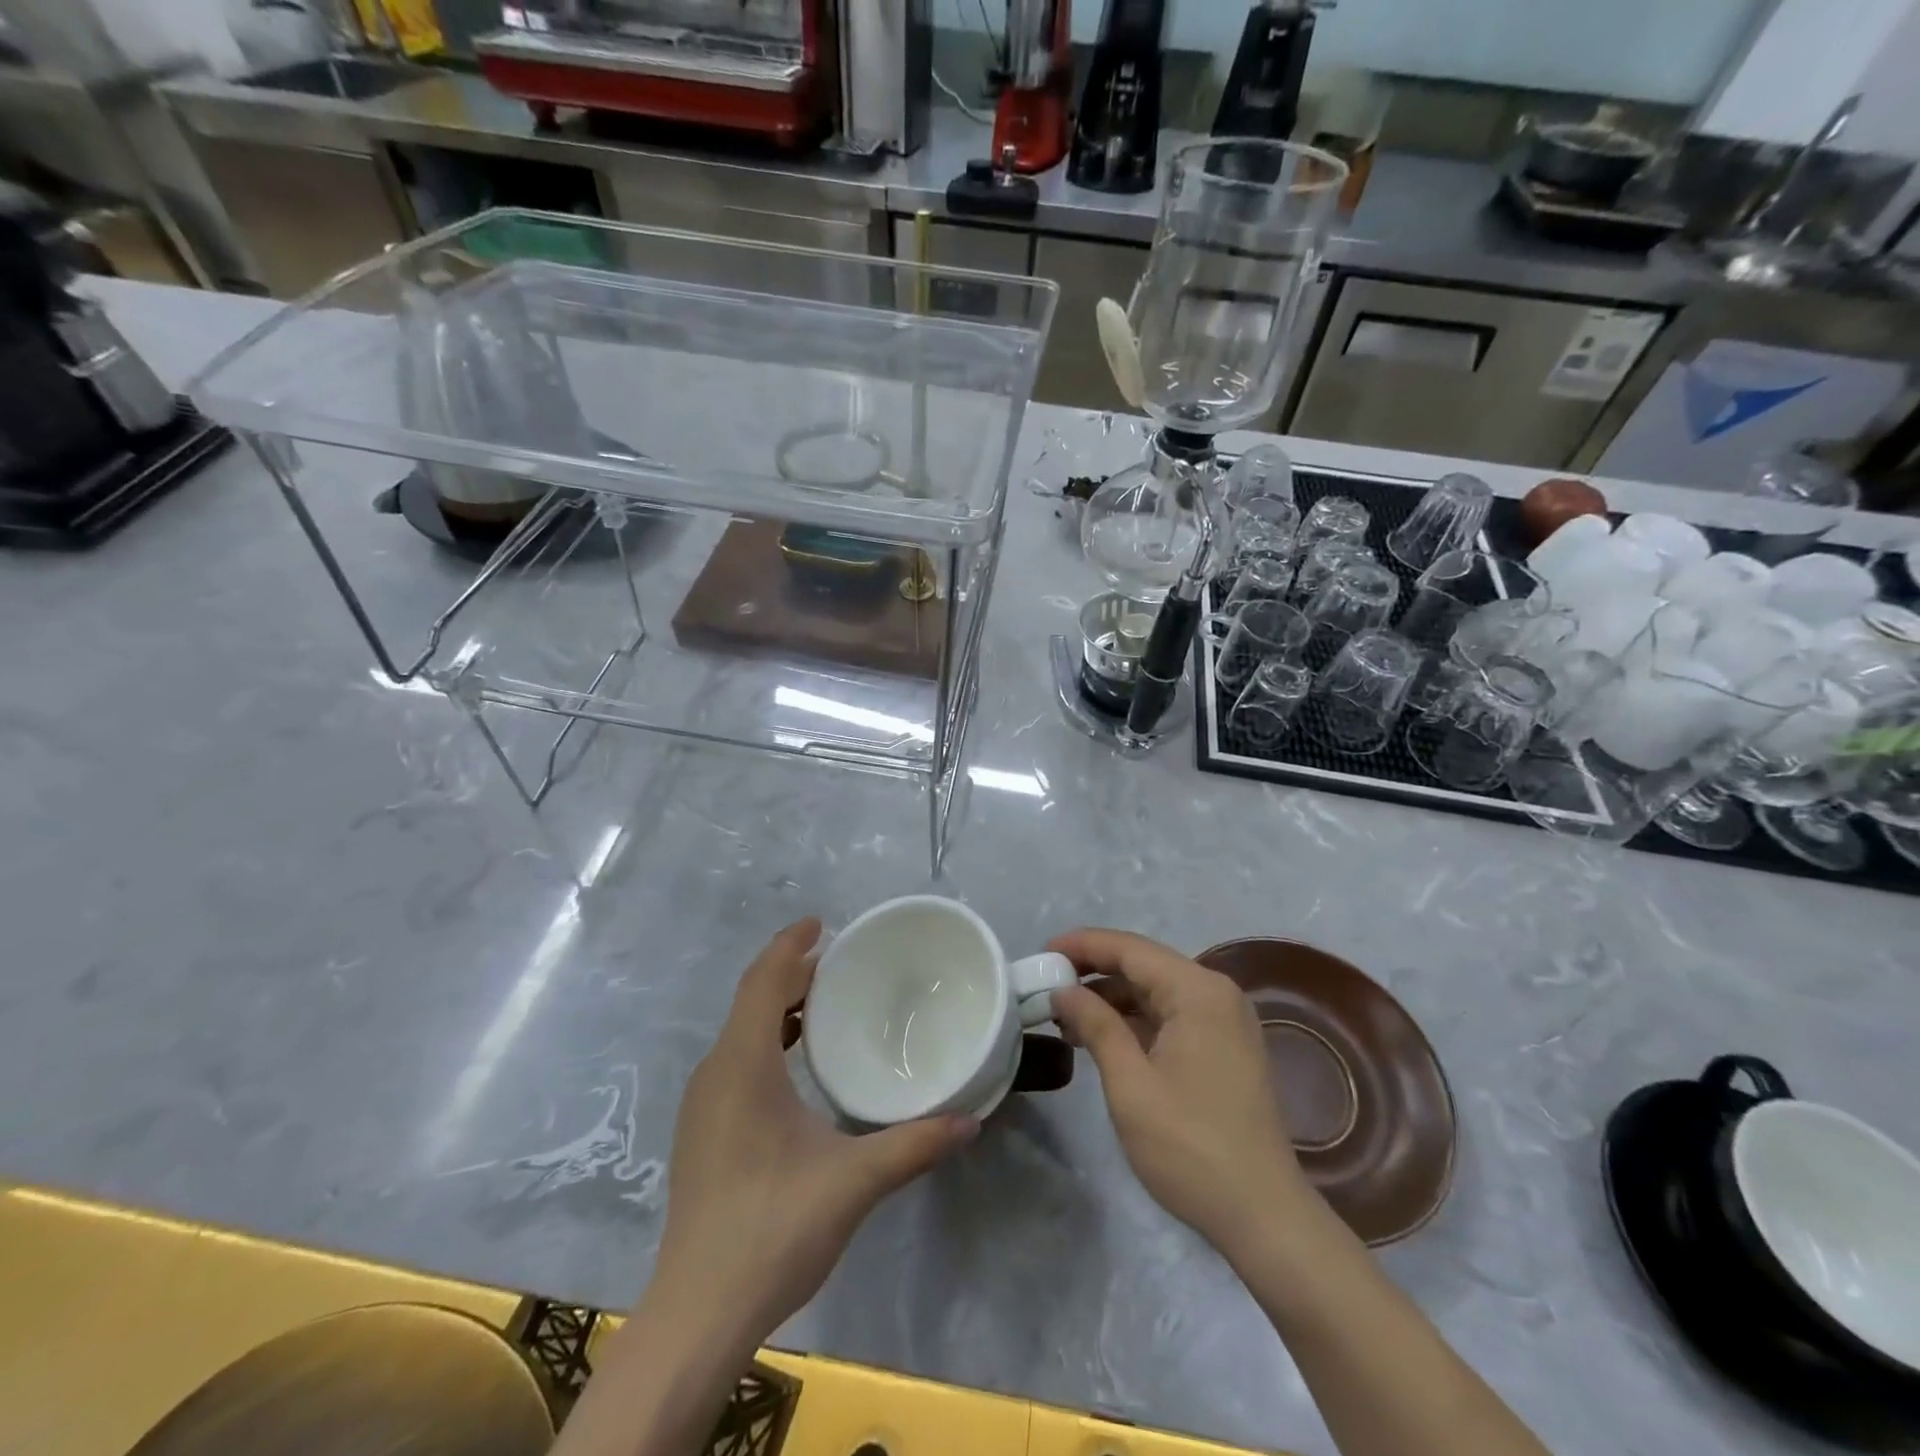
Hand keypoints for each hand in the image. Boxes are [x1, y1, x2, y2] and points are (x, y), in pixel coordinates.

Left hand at [650, 919, 977, 1339]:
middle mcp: (715, 1073)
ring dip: (778, 1006)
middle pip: (751, 999)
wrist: (698, 1313)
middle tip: (839, 961)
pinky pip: (736, 1059)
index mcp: (742, 1065)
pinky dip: (767, 1039)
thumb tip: (972, 1119)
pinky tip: (798, 1063)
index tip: (822, 922)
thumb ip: (914, 1145)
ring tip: (824, 1002)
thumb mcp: (853, 1182)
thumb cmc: (772, 1230)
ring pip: (740, 1031)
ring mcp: (702, 1104)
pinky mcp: (703, 1131)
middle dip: (791, 972)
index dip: (790, 945)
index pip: (763, 981)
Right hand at [1049, 928, 1310, 1262]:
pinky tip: (1101, 1038)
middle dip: (1093, 971)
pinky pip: (1171, 1016)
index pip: (1130, 949)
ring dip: (1112, 998)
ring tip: (1065, 1016)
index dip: (1082, 945)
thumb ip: (1095, 1025)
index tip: (1042, 952)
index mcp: (1198, 991)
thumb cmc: (1190, 1146)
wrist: (1263, 1216)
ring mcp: (1225, 1022)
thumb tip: (1063, 990)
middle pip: (1144, 965)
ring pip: (1156, 991)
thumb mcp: (1130, 1083)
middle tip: (1046, 983)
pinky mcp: (1225, 1048)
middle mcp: (1216, 994)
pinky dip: (1135, 1021)